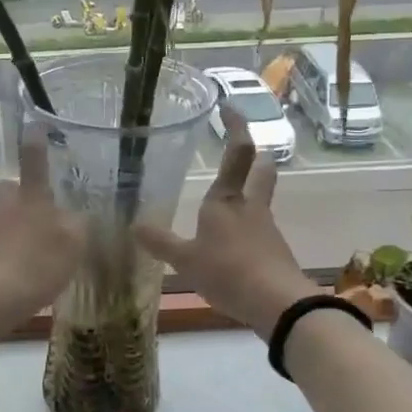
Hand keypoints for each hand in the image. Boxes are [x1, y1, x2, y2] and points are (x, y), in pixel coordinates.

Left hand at [0, 125, 83, 327]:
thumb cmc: (35, 264)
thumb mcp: (73, 245)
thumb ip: (79, 227)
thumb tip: (78, 216)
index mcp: (30, 198)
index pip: (34, 161)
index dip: (36, 142)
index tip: (35, 125)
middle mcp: (4, 208)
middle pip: (8, 189)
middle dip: (20, 193)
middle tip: (40, 211)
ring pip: (2, 219)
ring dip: (16, 228)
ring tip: (39, 253)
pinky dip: (9, 254)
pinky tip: (23, 275)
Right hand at [135, 106, 319, 335]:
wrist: (278, 304)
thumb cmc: (228, 271)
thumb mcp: (185, 260)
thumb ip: (160, 243)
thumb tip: (133, 225)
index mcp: (227, 200)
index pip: (237, 152)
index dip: (236, 126)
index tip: (229, 106)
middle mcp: (251, 207)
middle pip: (262, 171)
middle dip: (256, 157)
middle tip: (247, 151)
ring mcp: (266, 229)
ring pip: (261, 200)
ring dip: (251, 192)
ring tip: (228, 201)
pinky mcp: (274, 252)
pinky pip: (259, 230)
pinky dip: (247, 227)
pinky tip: (233, 243)